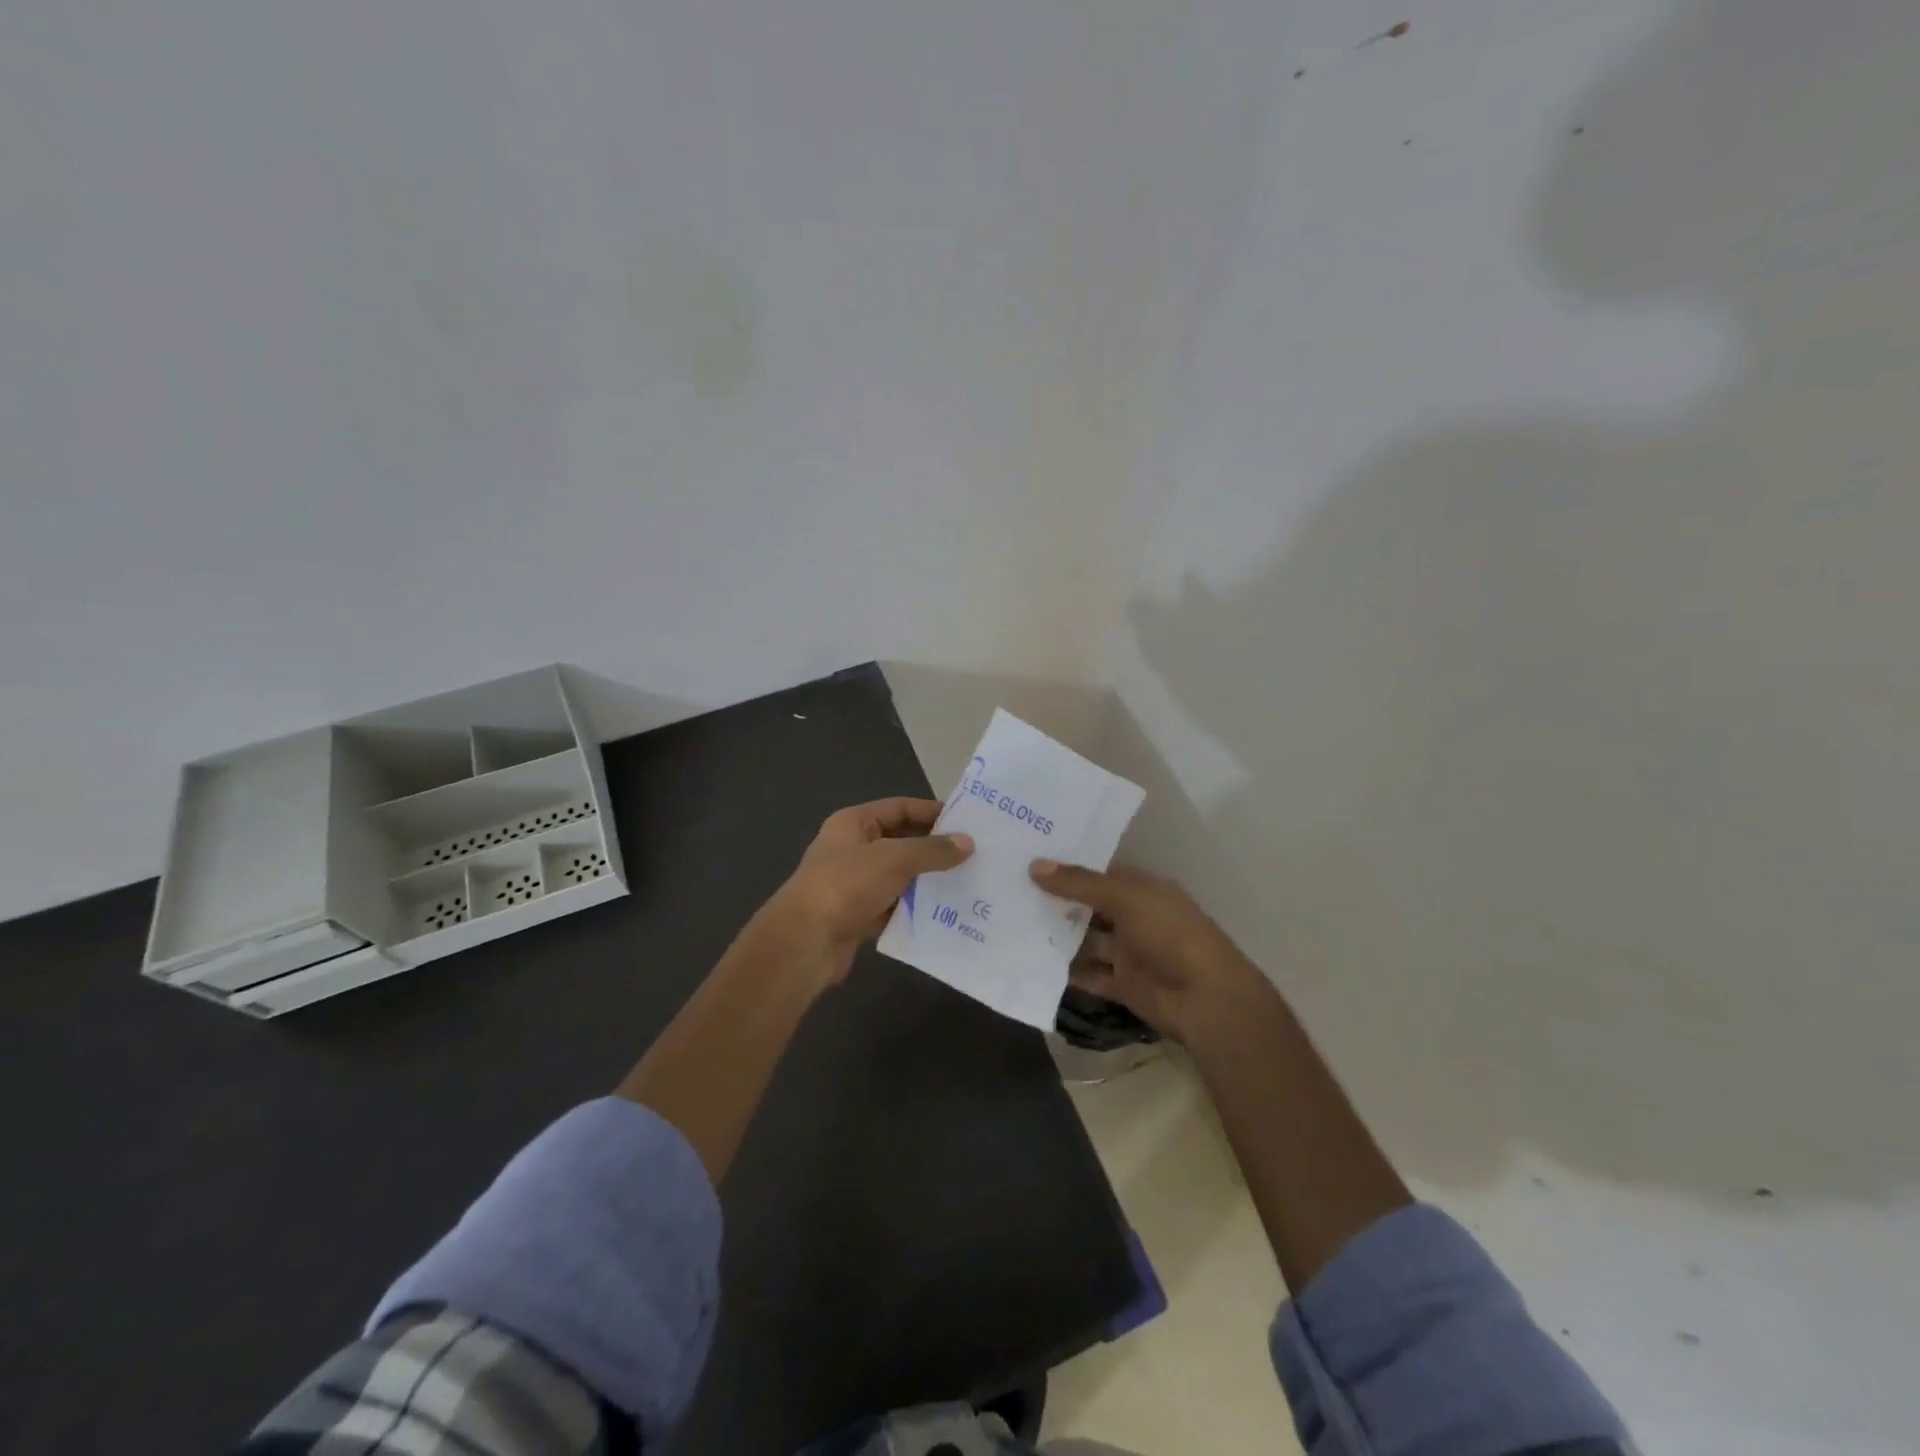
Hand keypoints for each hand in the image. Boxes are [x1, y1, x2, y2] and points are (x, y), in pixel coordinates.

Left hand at [760, 797, 972, 989]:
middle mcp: (852, 849)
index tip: (966, 822)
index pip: (899, 808)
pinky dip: (915, 908)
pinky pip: (894, 906)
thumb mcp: (894, 859)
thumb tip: (968, 842)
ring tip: (966, 883)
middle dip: (933, 848)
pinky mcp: (858, 916)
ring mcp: (854, 884)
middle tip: (973, 854)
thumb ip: (932, 850)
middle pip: (900, 841)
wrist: (805, 942)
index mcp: (853, 823)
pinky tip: (944, 913)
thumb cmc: (846, 885)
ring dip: (927, 880)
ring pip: (899, 876)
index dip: (931, 812)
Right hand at [1029, 860, 1263, 1041]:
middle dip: (1056, 900)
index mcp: (1142, 888)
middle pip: (1089, 905)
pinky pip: (1089, 974)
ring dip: (1057, 935)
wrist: (1206, 999)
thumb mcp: (1125, 897)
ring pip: (1086, 940)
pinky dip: (1066, 971)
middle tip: (1010, 889)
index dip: (1068, 866)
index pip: (1099, 871)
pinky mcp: (1122, 984)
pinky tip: (1032, 961)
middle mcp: (1134, 916)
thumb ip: (1079, 883)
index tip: (1028, 857)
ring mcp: (1128, 951)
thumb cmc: (1170, 933)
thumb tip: (1034, 866)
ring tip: (1012, 923)